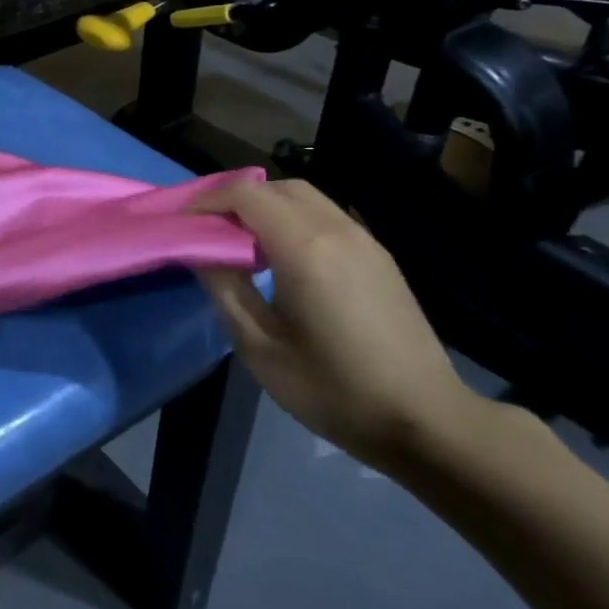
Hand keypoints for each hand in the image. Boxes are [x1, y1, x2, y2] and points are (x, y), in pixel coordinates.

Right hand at [192, 177, 478, 472]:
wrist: (425, 421)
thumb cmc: (332, 389)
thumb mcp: (260, 347)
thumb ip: (225, 289)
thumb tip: (203, 252)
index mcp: (304, 249)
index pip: (246, 195)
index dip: (208, 201)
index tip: (183, 225)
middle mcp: (337, 230)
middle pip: (277, 188)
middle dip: (236, 199)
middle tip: (209, 231)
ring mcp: (365, 241)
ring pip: (306, 198)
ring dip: (267, 207)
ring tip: (242, 243)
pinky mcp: (380, 257)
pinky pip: (328, 217)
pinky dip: (294, 220)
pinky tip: (284, 259)